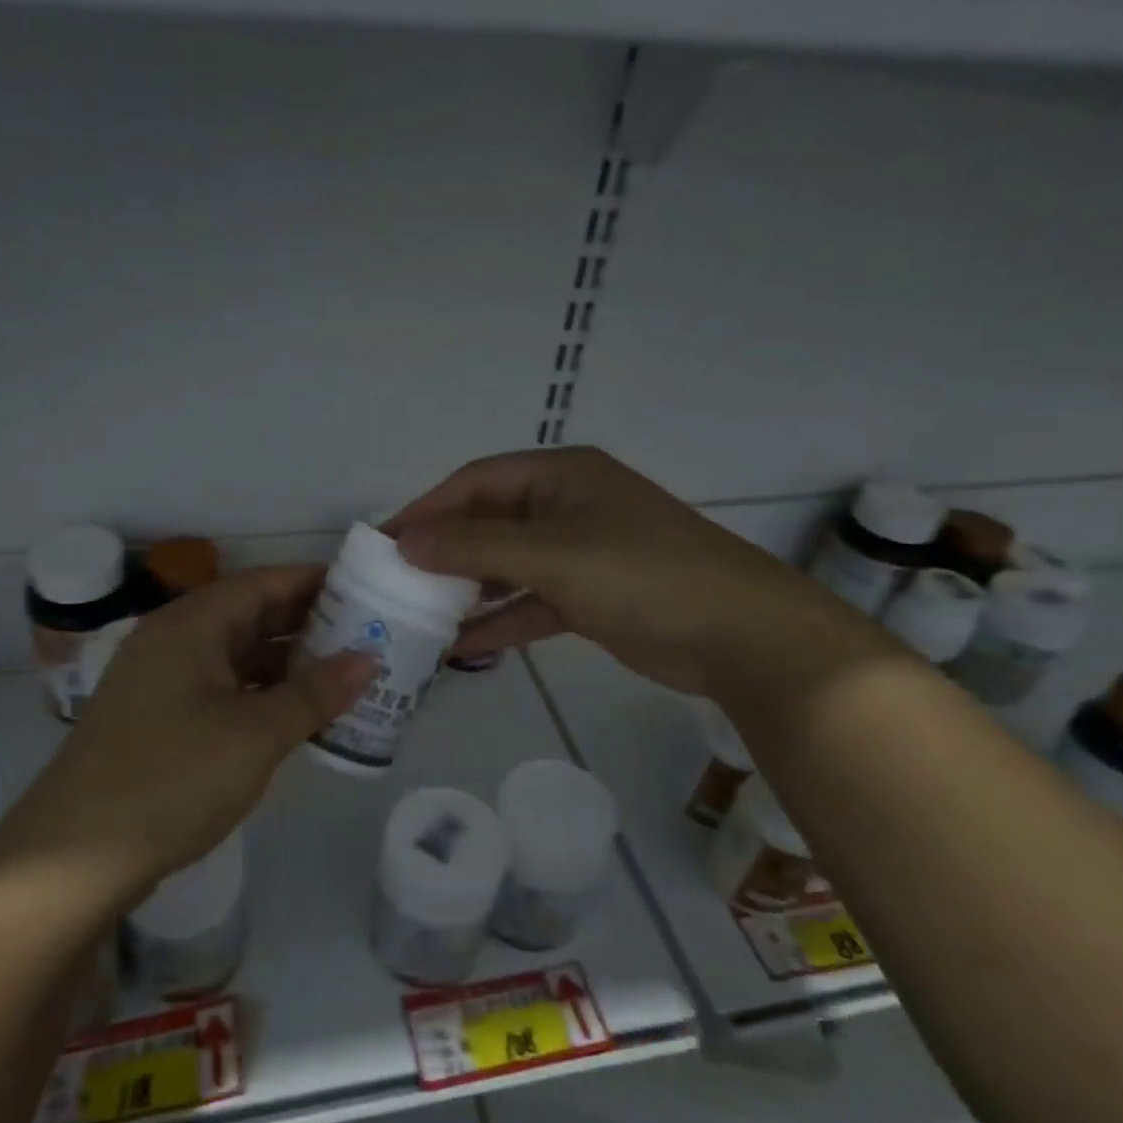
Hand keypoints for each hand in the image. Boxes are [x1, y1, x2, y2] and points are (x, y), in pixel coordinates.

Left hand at [3, 567, 371, 906]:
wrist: (75, 857)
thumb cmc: (172, 778)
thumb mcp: (256, 735)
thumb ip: (315, 694)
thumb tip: (368, 659)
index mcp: (190, 625)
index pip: (261, 583)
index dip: (313, 582)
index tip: (363, 590)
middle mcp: (172, 641)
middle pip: (249, 615)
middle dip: (306, 624)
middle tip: (365, 634)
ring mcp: (161, 681)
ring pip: (236, 655)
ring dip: (285, 662)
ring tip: (342, 673)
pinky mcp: (158, 718)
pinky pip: (221, 688)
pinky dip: (260, 693)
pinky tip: (295, 712)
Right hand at [390, 447, 848, 693]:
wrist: (738, 636)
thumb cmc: (641, 574)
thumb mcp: (552, 554)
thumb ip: (475, 546)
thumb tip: (403, 541)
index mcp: (561, 476)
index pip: (476, 482)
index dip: (427, 509)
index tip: (383, 542)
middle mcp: (566, 507)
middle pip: (489, 523)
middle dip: (443, 552)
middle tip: (394, 583)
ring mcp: (579, 554)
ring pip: (506, 566)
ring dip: (467, 590)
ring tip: (418, 617)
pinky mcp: (588, 597)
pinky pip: (529, 602)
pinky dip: (499, 621)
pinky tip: (461, 647)